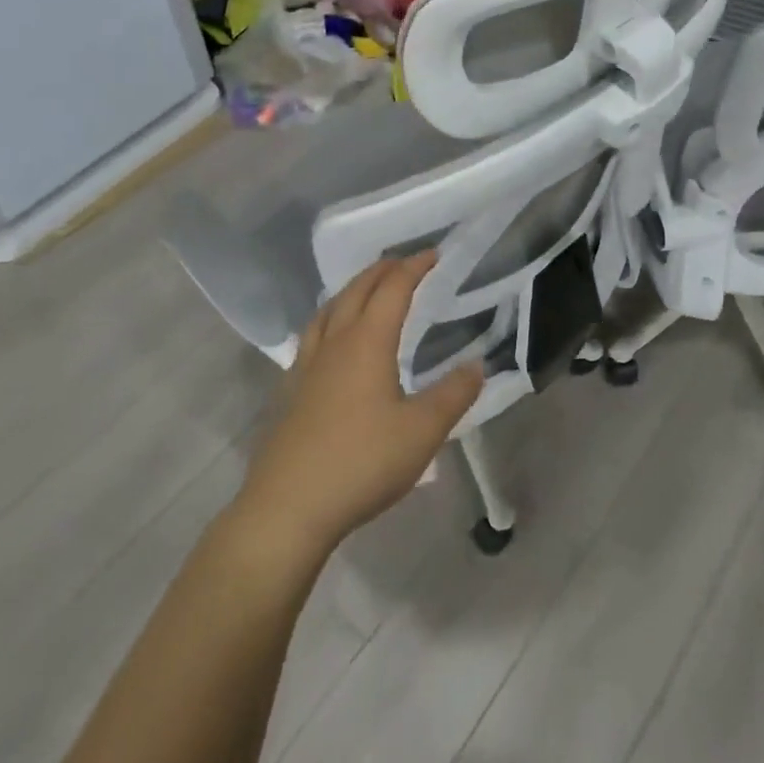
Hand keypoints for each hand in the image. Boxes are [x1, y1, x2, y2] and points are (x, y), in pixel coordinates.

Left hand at [235, 252, 484, 560]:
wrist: (287, 508)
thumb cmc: (361, 463)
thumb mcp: (423, 432)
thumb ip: (454, 395)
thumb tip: (476, 365)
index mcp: (367, 343)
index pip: (393, 289)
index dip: (414, 267)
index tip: (433, 254)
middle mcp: (334, 344)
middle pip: (356, 291)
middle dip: (382, 271)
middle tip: (403, 263)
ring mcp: (306, 367)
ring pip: (328, 310)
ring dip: (351, 290)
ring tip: (366, 289)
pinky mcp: (290, 392)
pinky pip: (312, 336)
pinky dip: (330, 319)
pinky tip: (332, 342)